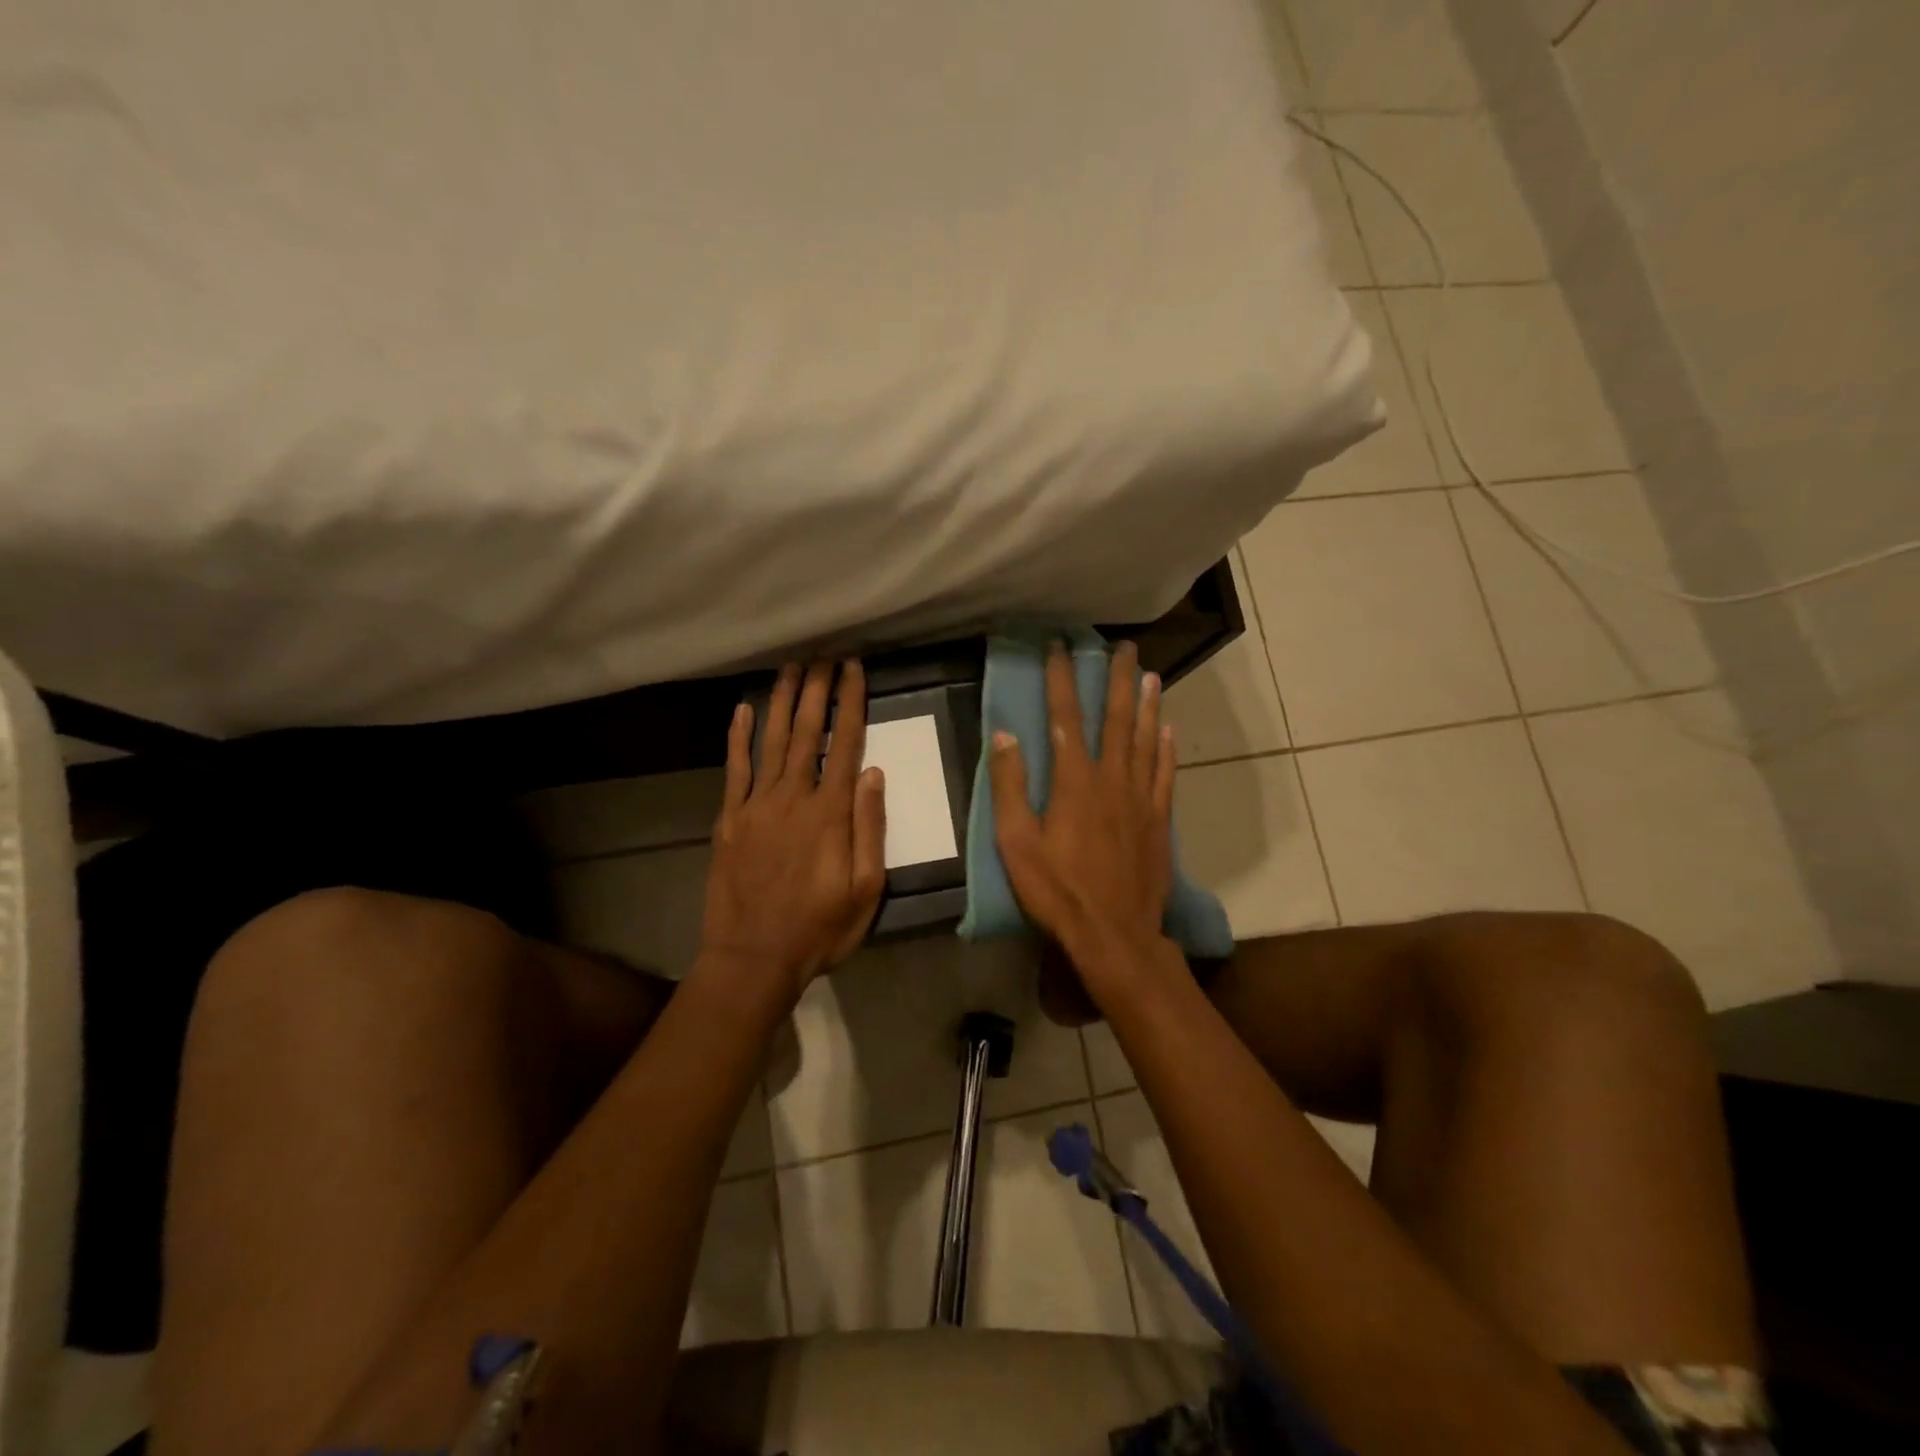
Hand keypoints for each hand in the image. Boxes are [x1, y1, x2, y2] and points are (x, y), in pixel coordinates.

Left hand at [699, 661, 887, 999]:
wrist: (752, 959)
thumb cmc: (819, 929)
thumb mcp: (865, 889)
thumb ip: (869, 828)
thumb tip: (874, 772)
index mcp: (830, 813)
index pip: (844, 743)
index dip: (850, 702)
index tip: (854, 669)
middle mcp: (793, 797)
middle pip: (806, 732)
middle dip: (816, 689)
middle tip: (823, 655)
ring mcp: (756, 805)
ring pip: (771, 740)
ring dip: (782, 701)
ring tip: (791, 667)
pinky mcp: (729, 819)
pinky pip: (735, 769)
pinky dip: (738, 737)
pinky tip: (742, 710)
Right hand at [989, 641, 1176, 969]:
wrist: (1115, 933)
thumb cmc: (1057, 889)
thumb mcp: (1017, 842)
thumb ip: (1010, 786)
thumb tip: (1004, 735)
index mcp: (1074, 781)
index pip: (1065, 718)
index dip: (1062, 679)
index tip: (1059, 647)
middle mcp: (1112, 779)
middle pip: (1117, 718)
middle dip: (1117, 678)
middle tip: (1123, 646)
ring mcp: (1141, 798)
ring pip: (1147, 738)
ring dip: (1147, 703)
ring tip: (1149, 673)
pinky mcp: (1159, 819)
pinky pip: (1165, 773)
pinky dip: (1167, 747)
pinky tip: (1168, 728)